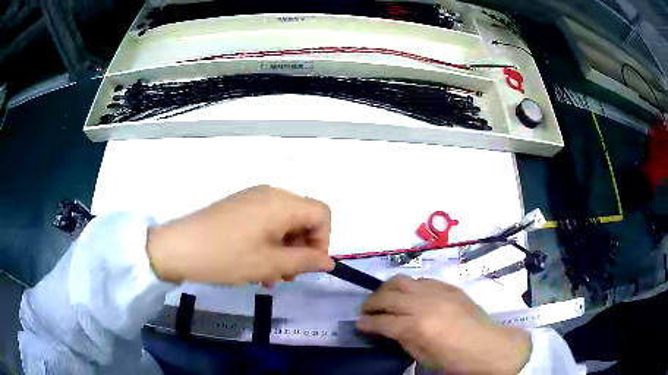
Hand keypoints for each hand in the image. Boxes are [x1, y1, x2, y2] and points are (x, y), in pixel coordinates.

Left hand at [146, 185, 334, 284]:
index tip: (308, 266)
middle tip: (286, 276)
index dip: (323, 241)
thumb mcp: (269, 264)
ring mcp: (252, 198)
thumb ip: (304, 262)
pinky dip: (269, 242)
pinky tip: (255, 264)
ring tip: (269, 275)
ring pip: (284, 222)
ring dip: (284, 249)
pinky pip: (265, 222)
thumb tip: (328, 262)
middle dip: (302, 248)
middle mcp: (270, 194)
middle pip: (303, 217)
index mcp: (281, 203)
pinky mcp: (238, 206)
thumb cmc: (226, 257)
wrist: (178, 247)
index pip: (322, 214)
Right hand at [357, 275, 530, 373]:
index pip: (382, 320)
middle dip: (371, 302)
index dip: (366, 322)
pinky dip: (409, 287)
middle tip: (365, 311)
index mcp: (418, 327)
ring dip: (387, 289)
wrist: (489, 347)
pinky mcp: (450, 286)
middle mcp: (425, 303)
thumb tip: (387, 329)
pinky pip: (422, 280)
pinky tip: (409, 296)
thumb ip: (402, 339)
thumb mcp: (423, 357)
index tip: (358, 324)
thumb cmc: (455, 360)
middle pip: (388, 295)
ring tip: (383, 298)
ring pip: (403, 280)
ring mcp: (439, 291)